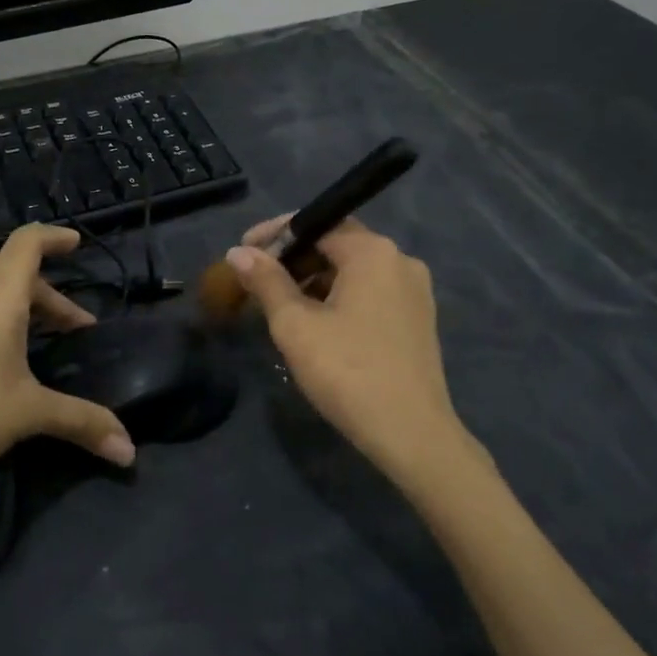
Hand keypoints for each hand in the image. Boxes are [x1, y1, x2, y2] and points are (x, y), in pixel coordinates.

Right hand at [228, 216, 463, 477]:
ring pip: (354, 272)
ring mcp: (414, 291)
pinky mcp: (418, 319)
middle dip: (294, 259)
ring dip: (314, 280)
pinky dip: (339, 298)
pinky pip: (371, 293)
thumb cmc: (347, 371)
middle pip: (337, 245)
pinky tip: (317, 324)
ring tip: (281, 306)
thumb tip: (238, 253)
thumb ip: (266, 281)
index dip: (275, 234)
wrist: (411, 433)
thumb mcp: (295, 325)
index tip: (243, 251)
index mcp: (373, 252)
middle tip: (256, 281)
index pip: (317, 222)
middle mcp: (400, 261)